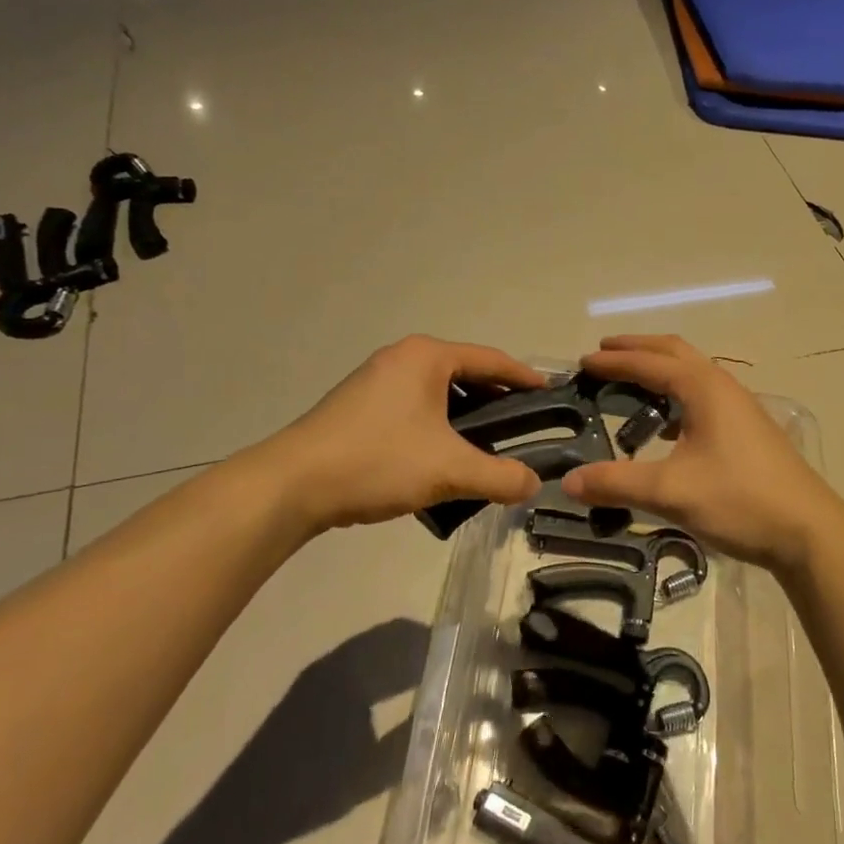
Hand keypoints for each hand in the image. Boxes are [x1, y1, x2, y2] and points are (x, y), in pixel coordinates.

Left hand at [255, 336, 545, 533]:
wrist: (292, 485)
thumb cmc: (378, 460)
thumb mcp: (449, 469)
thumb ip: (499, 476)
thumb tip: (533, 485)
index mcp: (426, 357)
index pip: (491, 360)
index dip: (524, 377)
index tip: (551, 394)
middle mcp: (401, 359)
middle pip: (464, 374)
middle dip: (496, 399)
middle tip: (524, 426)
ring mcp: (375, 382)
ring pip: (437, 394)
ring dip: (465, 416)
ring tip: (487, 446)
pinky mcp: (358, 407)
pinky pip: (413, 408)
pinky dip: (437, 426)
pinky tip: (442, 457)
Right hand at [560, 335, 843, 574]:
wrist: (808, 531)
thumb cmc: (739, 500)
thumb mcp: (671, 492)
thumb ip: (617, 483)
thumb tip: (568, 481)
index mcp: (704, 388)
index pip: (650, 362)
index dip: (614, 361)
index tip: (583, 362)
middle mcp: (723, 387)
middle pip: (675, 353)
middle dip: (638, 349)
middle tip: (603, 354)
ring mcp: (740, 407)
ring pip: (693, 373)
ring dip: (660, 370)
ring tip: (630, 384)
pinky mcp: (748, 430)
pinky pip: (703, 396)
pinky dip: (677, 396)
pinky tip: (666, 426)